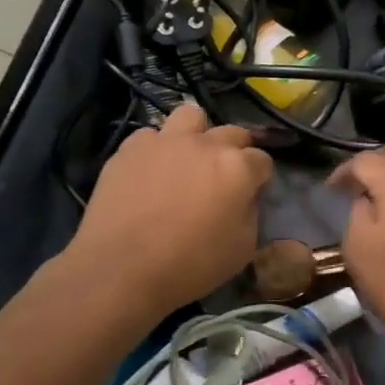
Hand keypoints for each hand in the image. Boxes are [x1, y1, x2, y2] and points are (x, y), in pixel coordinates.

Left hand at [66, 103, 272, 316]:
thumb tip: (244, 198)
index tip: (252, 192)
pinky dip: (155, 149)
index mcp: (237, 168)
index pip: (262, 160)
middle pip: (232, 132)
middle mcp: (205, 144)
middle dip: (235, 150)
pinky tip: (150, 171)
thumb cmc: (189, 265)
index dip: (260, 177)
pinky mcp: (131, 147)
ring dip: (196, 134)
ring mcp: (165, 141)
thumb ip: (250, 213)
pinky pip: (150, 135)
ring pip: (191, 116)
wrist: (121, 268)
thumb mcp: (241, 250)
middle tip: (224, 176)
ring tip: (188, 158)